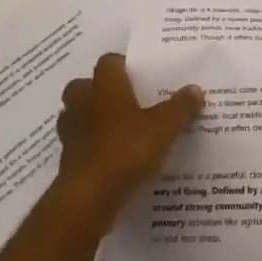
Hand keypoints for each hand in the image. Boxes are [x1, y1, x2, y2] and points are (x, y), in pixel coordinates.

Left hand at [55, 53, 201, 229]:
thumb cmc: (127, 150)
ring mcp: (71, 133)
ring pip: (75, 115)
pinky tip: (110, 158)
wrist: (89, 198)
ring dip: (90, 118)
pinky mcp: (66, 160)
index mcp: (105, 87)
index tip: (138, 75)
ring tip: (116, 129)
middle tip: (123, 100)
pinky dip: (90, 147)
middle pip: (82, 86)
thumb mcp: (164, 128)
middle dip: (98, 90)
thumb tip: (195, 89)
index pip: (108, 62)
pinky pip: (78, 144)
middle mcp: (83, 103)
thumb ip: (180, 107)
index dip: (122, 65)